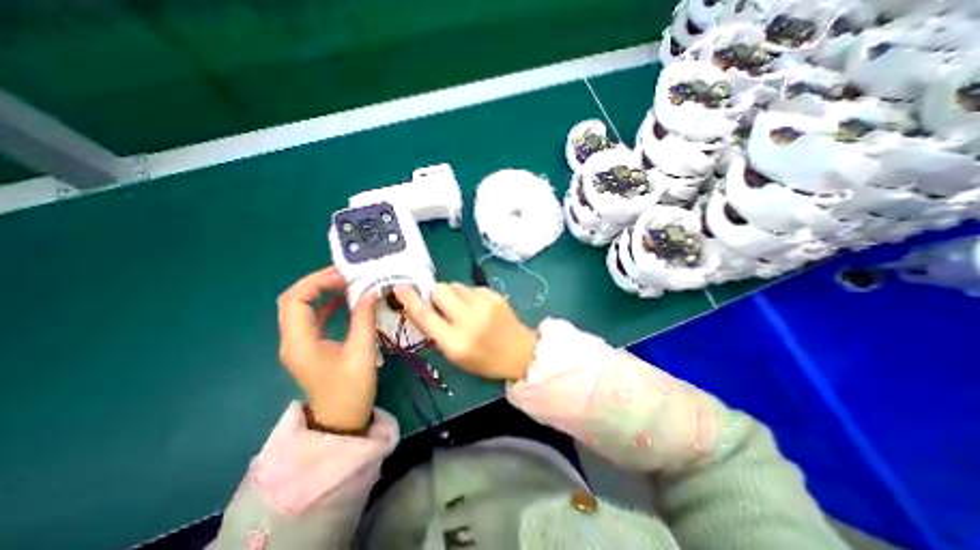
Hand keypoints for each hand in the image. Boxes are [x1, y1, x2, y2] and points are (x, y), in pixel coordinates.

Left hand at [279, 268, 381, 430]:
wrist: (341, 421)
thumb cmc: (351, 390)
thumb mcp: (361, 352)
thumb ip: (364, 319)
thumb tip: (371, 292)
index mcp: (299, 342)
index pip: (295, 300)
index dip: (317, 282)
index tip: (345, 276)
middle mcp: (292, 340)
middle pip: (294, 300)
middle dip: (318, 282)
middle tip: (346, 275)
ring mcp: (300, 343)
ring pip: (302, 308)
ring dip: (322, 292)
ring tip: (347, 282)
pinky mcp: (310, 346)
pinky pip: (313, 318)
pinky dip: (327, 304)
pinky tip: (345, 300)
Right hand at [394, 281, 538, 378]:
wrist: (519, 352)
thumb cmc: (484, 359)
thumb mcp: (455, 354)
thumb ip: (436, 331)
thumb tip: (422, 307)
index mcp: (455, 342)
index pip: (424, 315)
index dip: (409, 299)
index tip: (400, 288)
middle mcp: (468, 320)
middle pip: (439, 290)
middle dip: (435, 294)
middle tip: (442, 304)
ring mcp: (483, 305)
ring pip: (455, 285)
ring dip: (454, 294)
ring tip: (464, 307)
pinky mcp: (494, 295)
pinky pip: (471, 287)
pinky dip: (469, 295)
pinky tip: (479, 307)